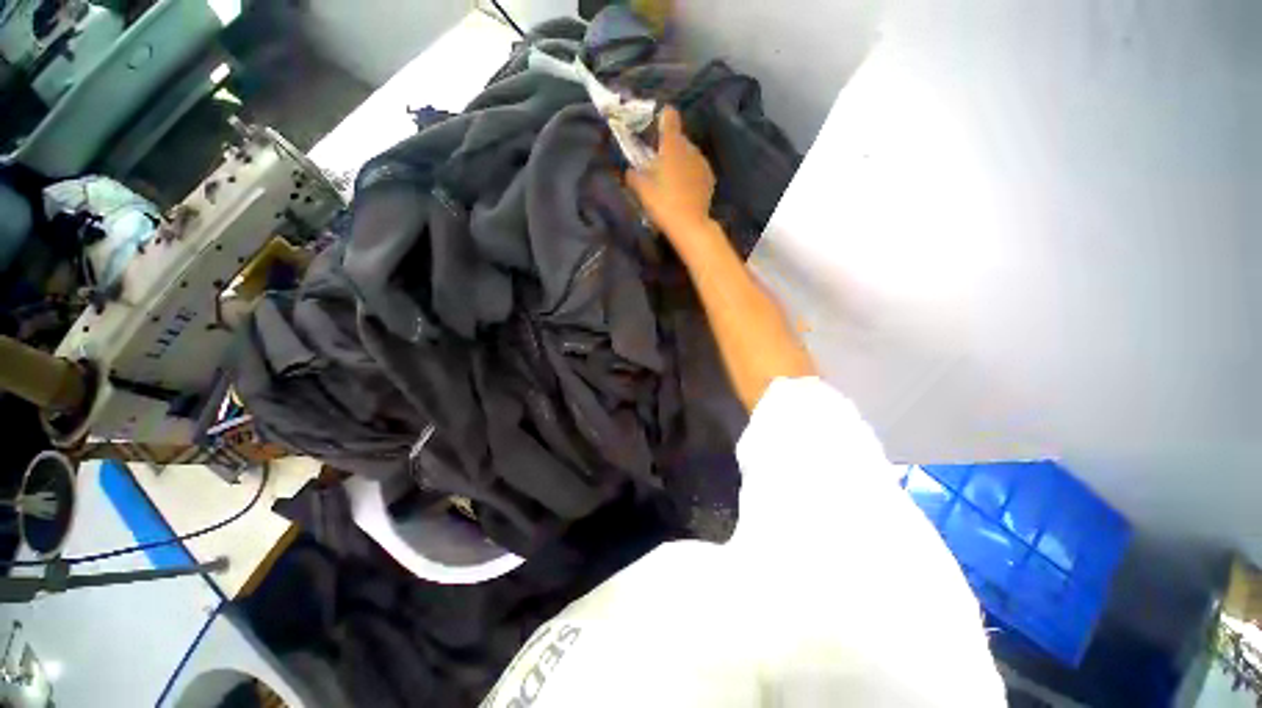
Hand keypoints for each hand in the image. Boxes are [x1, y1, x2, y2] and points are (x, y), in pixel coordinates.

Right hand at [626, 107, 715, 233]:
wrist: (689, 225)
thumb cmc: (663, 203)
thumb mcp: (641, 190)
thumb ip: (633, 176)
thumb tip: (630, 170)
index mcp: (672, 145)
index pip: (670, 117)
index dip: (663, 118)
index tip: (657, 126)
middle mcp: (690, 148)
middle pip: (679, 139)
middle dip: (669, 147)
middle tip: (657, 164)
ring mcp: (702, 163)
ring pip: (689, 155)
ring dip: (680, 161)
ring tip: (670, 180)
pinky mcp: (710, 178)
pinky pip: (697, 169)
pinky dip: (689, 174)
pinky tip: (683, 189)